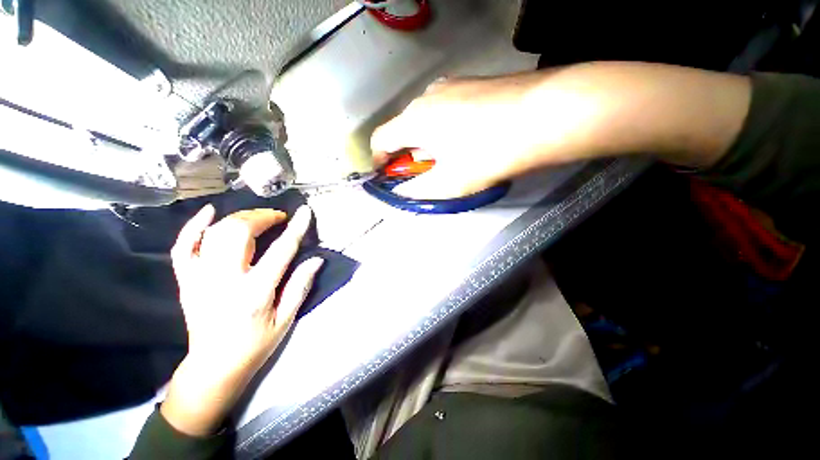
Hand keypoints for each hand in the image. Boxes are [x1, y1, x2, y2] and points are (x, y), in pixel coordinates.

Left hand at [161, 204, 322, 435]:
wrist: (213, 367)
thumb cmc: (255, 345)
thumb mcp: (286, 319)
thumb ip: (300, 286)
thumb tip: (316, 259)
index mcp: (255, 293)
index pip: (280, 251)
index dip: (295, 228)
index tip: (305, 211)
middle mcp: (224, 281)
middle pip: (239, 233)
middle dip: (262, 217)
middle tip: (278, 217)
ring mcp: (199, 279)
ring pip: (214, 234)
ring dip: (239, 218)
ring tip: (257, 217)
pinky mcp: (186, 281)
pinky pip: (183, 247)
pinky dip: (193, 226)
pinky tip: (209, 212)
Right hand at [370, 72, 585, 198]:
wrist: (545, 114)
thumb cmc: (488, 153)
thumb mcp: (449, 183)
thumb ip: (417, 190)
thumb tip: (401, 191)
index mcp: (414, 120)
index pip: (381, 139)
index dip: (380, 160)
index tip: (388, 174)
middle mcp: (427, 96)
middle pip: (404, 128)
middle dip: (409, 153)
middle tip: (427, 171)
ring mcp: (451, 85)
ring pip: (427, 118)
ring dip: (429, 140)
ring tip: (452, 156)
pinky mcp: (472, 82)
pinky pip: (447, 109)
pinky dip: (447, 127)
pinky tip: (470, 137)